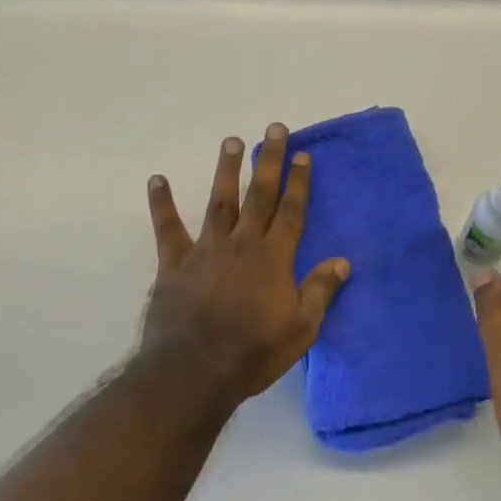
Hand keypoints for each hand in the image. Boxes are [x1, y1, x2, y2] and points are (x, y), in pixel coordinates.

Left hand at [139, 125, 350, 408]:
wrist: (194, 372)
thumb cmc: (253, 353)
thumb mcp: (301, 329)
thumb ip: (321, 291)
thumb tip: (343, 260)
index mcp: (273, 258)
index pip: (291, 211)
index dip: (299, 182)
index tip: (303, 154)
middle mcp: (242, 244)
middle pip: (259, 195)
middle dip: (268, 161)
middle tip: (274, 128)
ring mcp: (206, 250)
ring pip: (219, 202)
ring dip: (226, 170)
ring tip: (231, 140)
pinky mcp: (174, 264)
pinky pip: (167, 228)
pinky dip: (162, 203)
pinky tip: (157, 179)